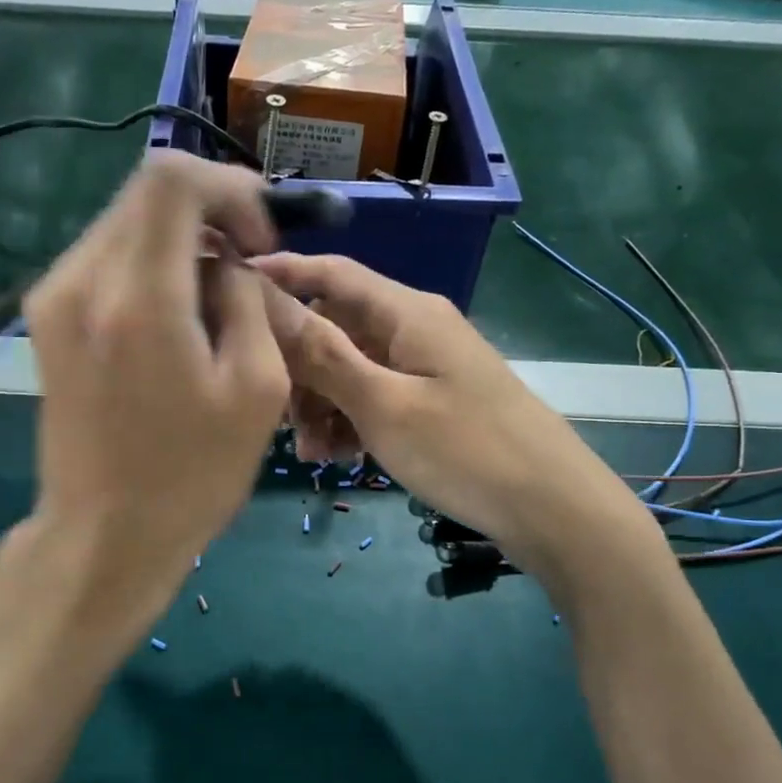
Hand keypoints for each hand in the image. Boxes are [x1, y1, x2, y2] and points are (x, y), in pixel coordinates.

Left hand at [14, 153, 289, 647]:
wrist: (103, 536)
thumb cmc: (190, 475)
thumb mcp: (257, 390)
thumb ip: (250, 302)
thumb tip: (229, 264)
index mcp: (138, 297)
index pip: (173, 178)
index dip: (230, 189)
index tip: (259, 242)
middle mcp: (81, 280)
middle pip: (146, 193)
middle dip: (209, 212)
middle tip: (247, 265)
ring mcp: (52, 298)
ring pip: (125, 222)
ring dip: (180, 241)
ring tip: (216, 297)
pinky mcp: (46, 319)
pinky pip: (105, 258)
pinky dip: (150, 265)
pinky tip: (176, 315)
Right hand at [255, 253, 659, 594]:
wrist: (553, 509)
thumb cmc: (466, 450)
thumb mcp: (384, 405)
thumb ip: (322, 353)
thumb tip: (263, 297)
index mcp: (406, 312)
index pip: (332, 273)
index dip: (280, 276)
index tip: (228, 294)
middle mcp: (414, 329)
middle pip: (336, 327)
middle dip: (299, 367)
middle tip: (276, 417)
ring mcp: (426, 367)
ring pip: (352, 369)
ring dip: (322, 404)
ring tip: (314, 454)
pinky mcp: (433, 402)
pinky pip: (377, 398)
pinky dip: (353, 421)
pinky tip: (342, 459)